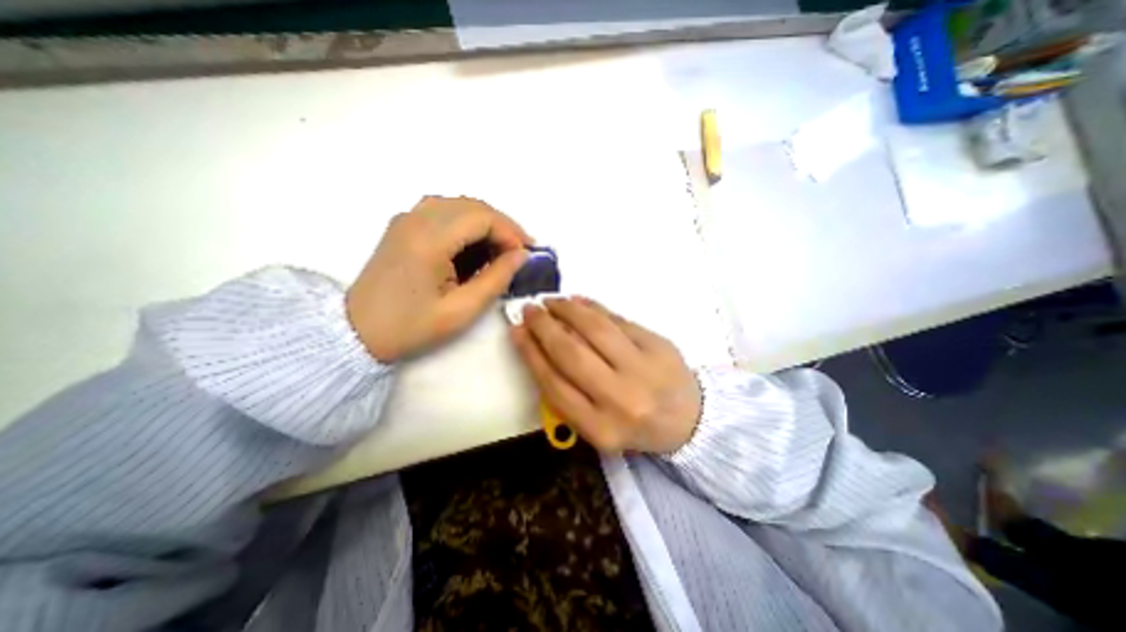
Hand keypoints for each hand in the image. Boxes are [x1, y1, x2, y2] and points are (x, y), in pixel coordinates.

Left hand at [344, 195, 533, 362]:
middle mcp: (417, 219)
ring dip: (486, 224)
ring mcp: (407, 219)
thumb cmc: (411, 326)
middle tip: (518, 253)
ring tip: (500, 251)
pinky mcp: (403, 226)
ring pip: (460, 206)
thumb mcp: (462, 310)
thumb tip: (521, 256)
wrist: (356, 332)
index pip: (483, 217)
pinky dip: (467, 225)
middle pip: (473, 206)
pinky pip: (444, 212)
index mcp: (429, 239)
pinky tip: (474, 248)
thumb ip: (496, 278)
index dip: (511, 232)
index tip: (526, 255)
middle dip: (503, 226)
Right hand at [513, 296, 700, 452]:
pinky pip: (618, 320)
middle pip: (570, 353)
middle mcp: (621, 399)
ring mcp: (643, 369)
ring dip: (567, 310)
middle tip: (530, 310)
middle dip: (544, 327)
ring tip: (552, 301)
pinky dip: (594, 308)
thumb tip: (539, 346)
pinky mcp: (658, 345)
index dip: (531, 353)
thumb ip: (568, 393)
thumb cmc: (634, 425)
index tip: (517, 332)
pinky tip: (578, 301)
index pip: (554, 384)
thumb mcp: (597, 424)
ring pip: (594, 329)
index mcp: (601, 428)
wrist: (689, 419)